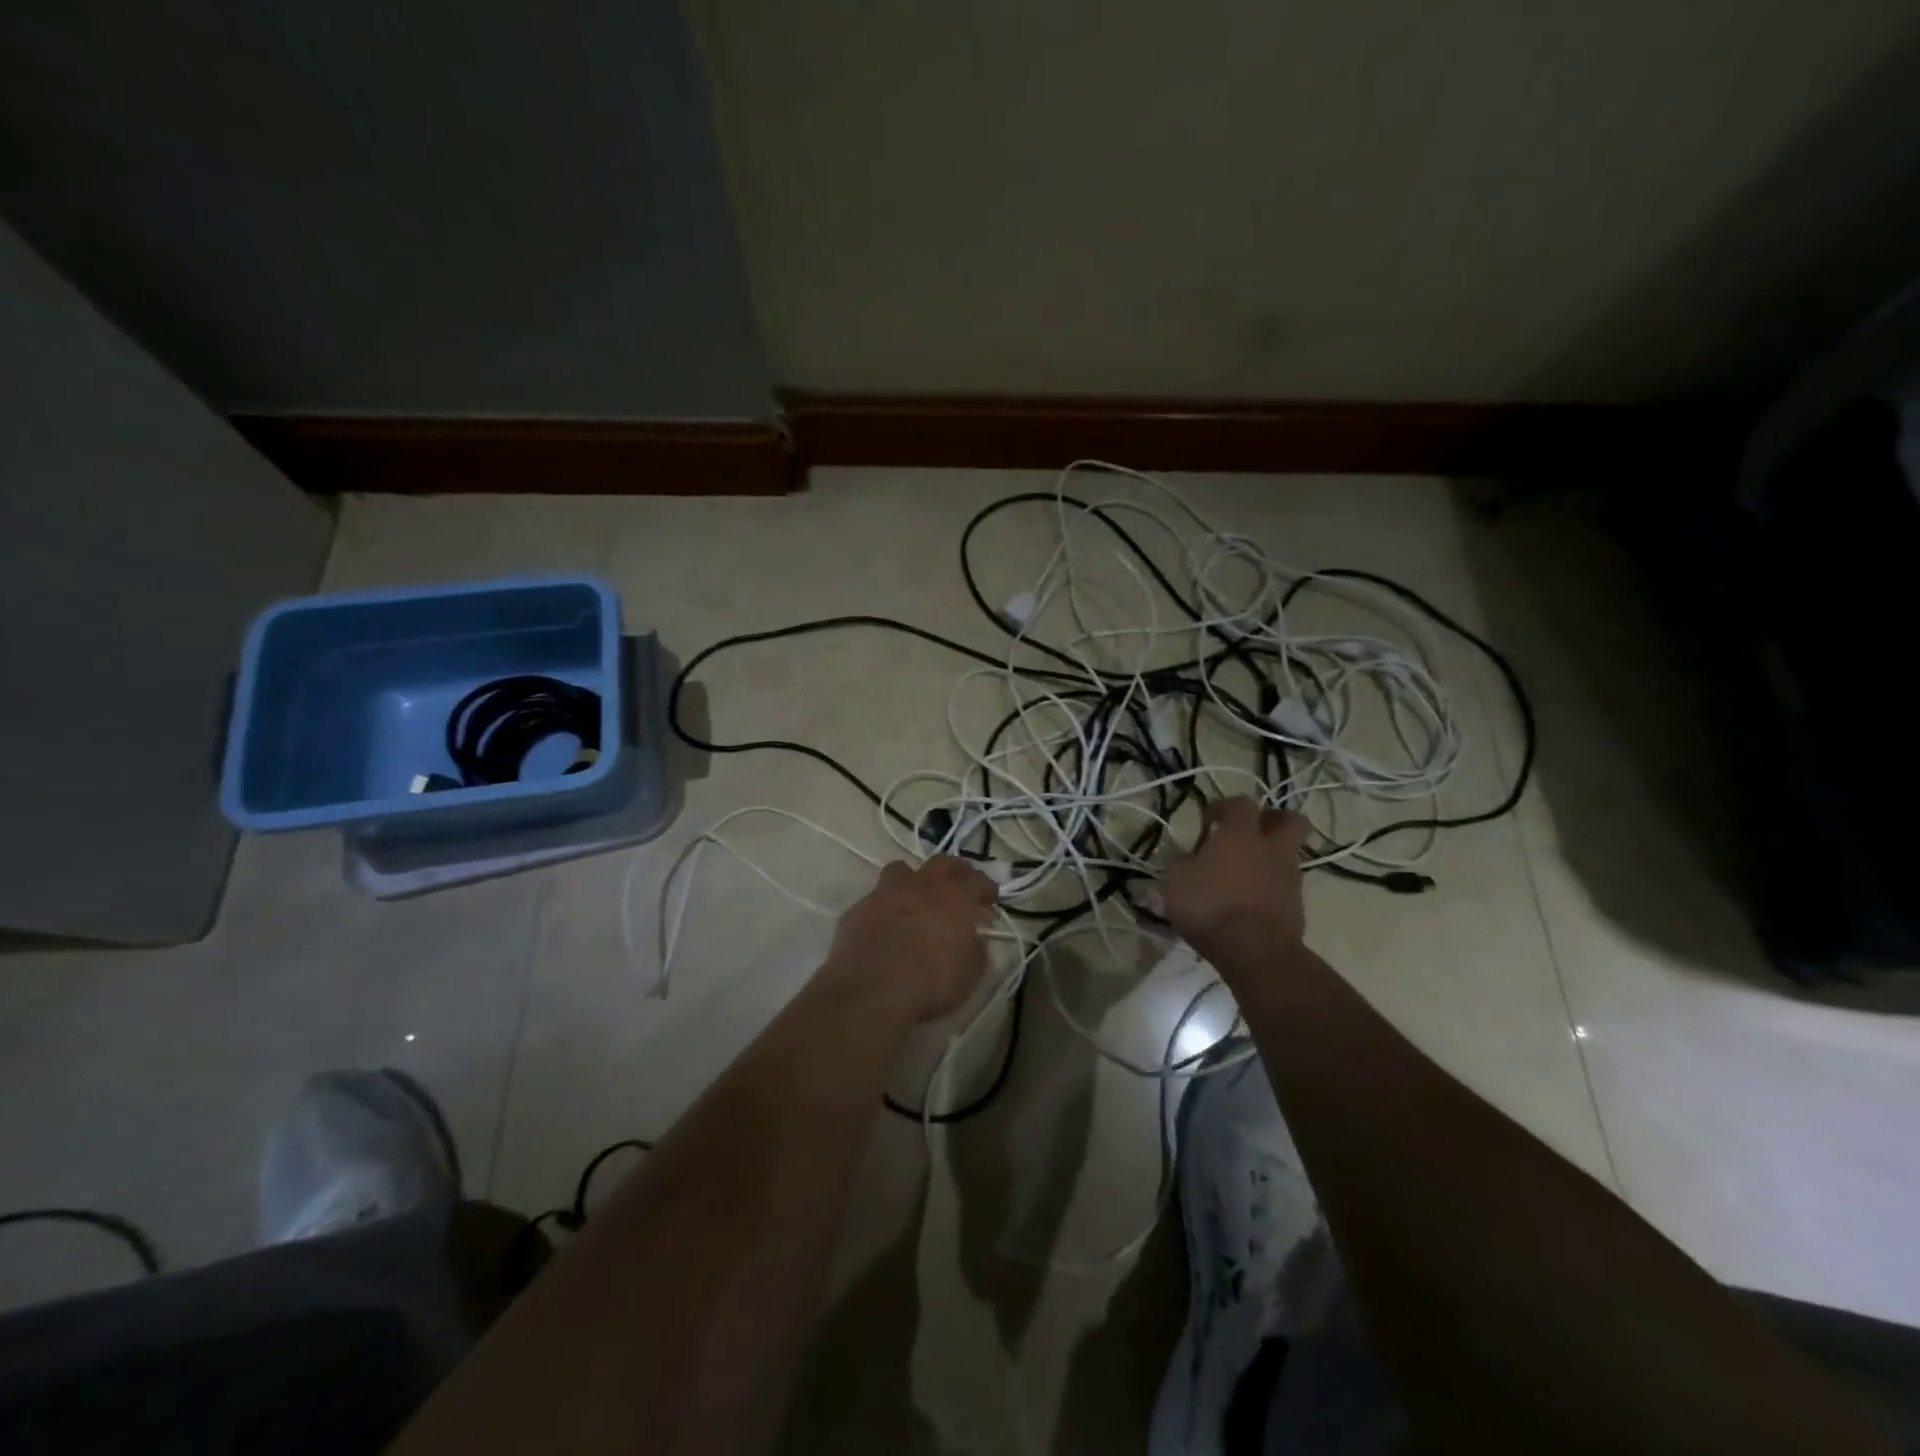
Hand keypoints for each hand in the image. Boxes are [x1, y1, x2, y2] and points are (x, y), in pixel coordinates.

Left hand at [823, 856, 996, 1022]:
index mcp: (954, 896)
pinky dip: (885, 908)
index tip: (990, 899)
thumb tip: (972, 937)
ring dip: (912, 880)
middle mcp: (920, 884)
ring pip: (901, 870)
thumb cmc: (931, 981)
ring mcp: (885, 893)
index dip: (987, 888)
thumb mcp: (971, 971)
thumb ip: (975, 947)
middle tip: (959, 884)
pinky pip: (876, 899)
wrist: (871, 991)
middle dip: (955, 871)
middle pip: (942, 863)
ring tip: (916, 898)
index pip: (978, 880)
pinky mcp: (857, 910)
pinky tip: (886, 926)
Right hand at [1162, 798, 1310, 973]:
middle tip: (1250, 833)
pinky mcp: (1297, 906)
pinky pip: (1284, 886)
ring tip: (1242, 875)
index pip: (1240, 803)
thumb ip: (1181, 862)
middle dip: (1273, 820)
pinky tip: (1248, 902)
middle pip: (1289, 820)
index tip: (1207, 823)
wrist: (1254, 951)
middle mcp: (1271, 848)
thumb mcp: (1175, 880)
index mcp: (1241, 834)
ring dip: (1269, 858)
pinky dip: (1270, 888)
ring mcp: (1289, 877)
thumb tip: (1186, 857)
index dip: (1223, 807)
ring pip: (1287, 855)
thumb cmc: (1210, 906)